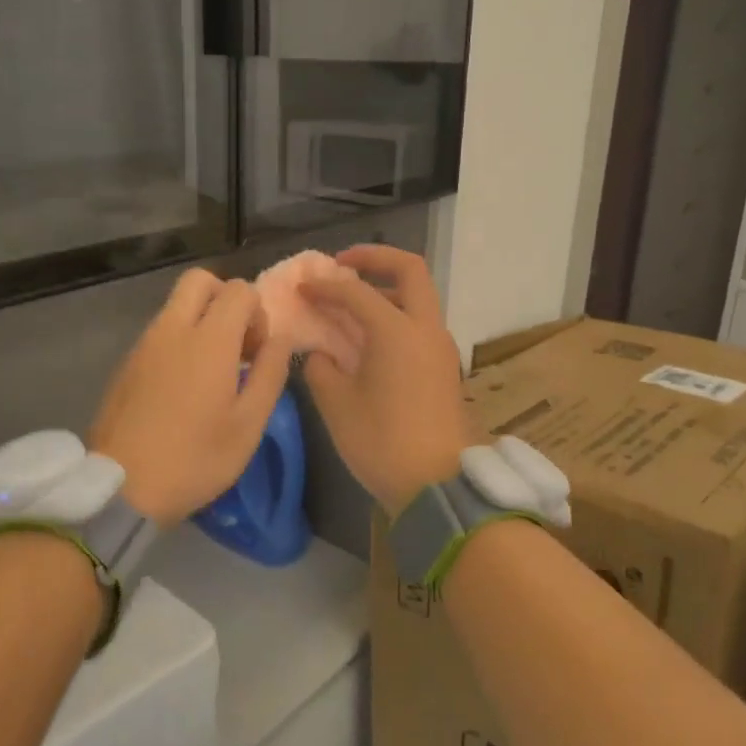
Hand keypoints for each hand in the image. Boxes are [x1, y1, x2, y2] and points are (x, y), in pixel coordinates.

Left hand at [89, 269, 293, 526]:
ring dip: (201, 321)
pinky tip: (183, 388)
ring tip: (213, 372)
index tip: (257, 354)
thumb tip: (280, 338)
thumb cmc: (196, 458)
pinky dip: (178, 341)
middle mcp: (172, 328)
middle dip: (225, 299)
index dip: (257, 314)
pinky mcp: (125, 364)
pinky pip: (159, 332)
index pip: (239, 290)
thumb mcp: (249, 424)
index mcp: (209, 339)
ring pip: (176, 306)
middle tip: (236, 344)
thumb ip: (271, 372)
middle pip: (200, 280)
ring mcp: (143, 344)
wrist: (122, 488)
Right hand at [298, 245, 472, 515]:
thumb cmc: (382, 442)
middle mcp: (425, 329)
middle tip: (343, 265)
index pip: (356, 291)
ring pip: (418, 299)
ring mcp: (440, 348)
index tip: (301, 288)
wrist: (437, 486)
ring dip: (385, 291)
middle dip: (375, 259)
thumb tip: (321, 354)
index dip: (324, 286)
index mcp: (397, 331)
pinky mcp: (444, 368)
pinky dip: (394, 317)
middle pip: (410, 271)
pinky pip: (419, 325)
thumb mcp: (337, 405)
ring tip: (350, 306)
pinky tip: (367, 339)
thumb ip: (321, 368)